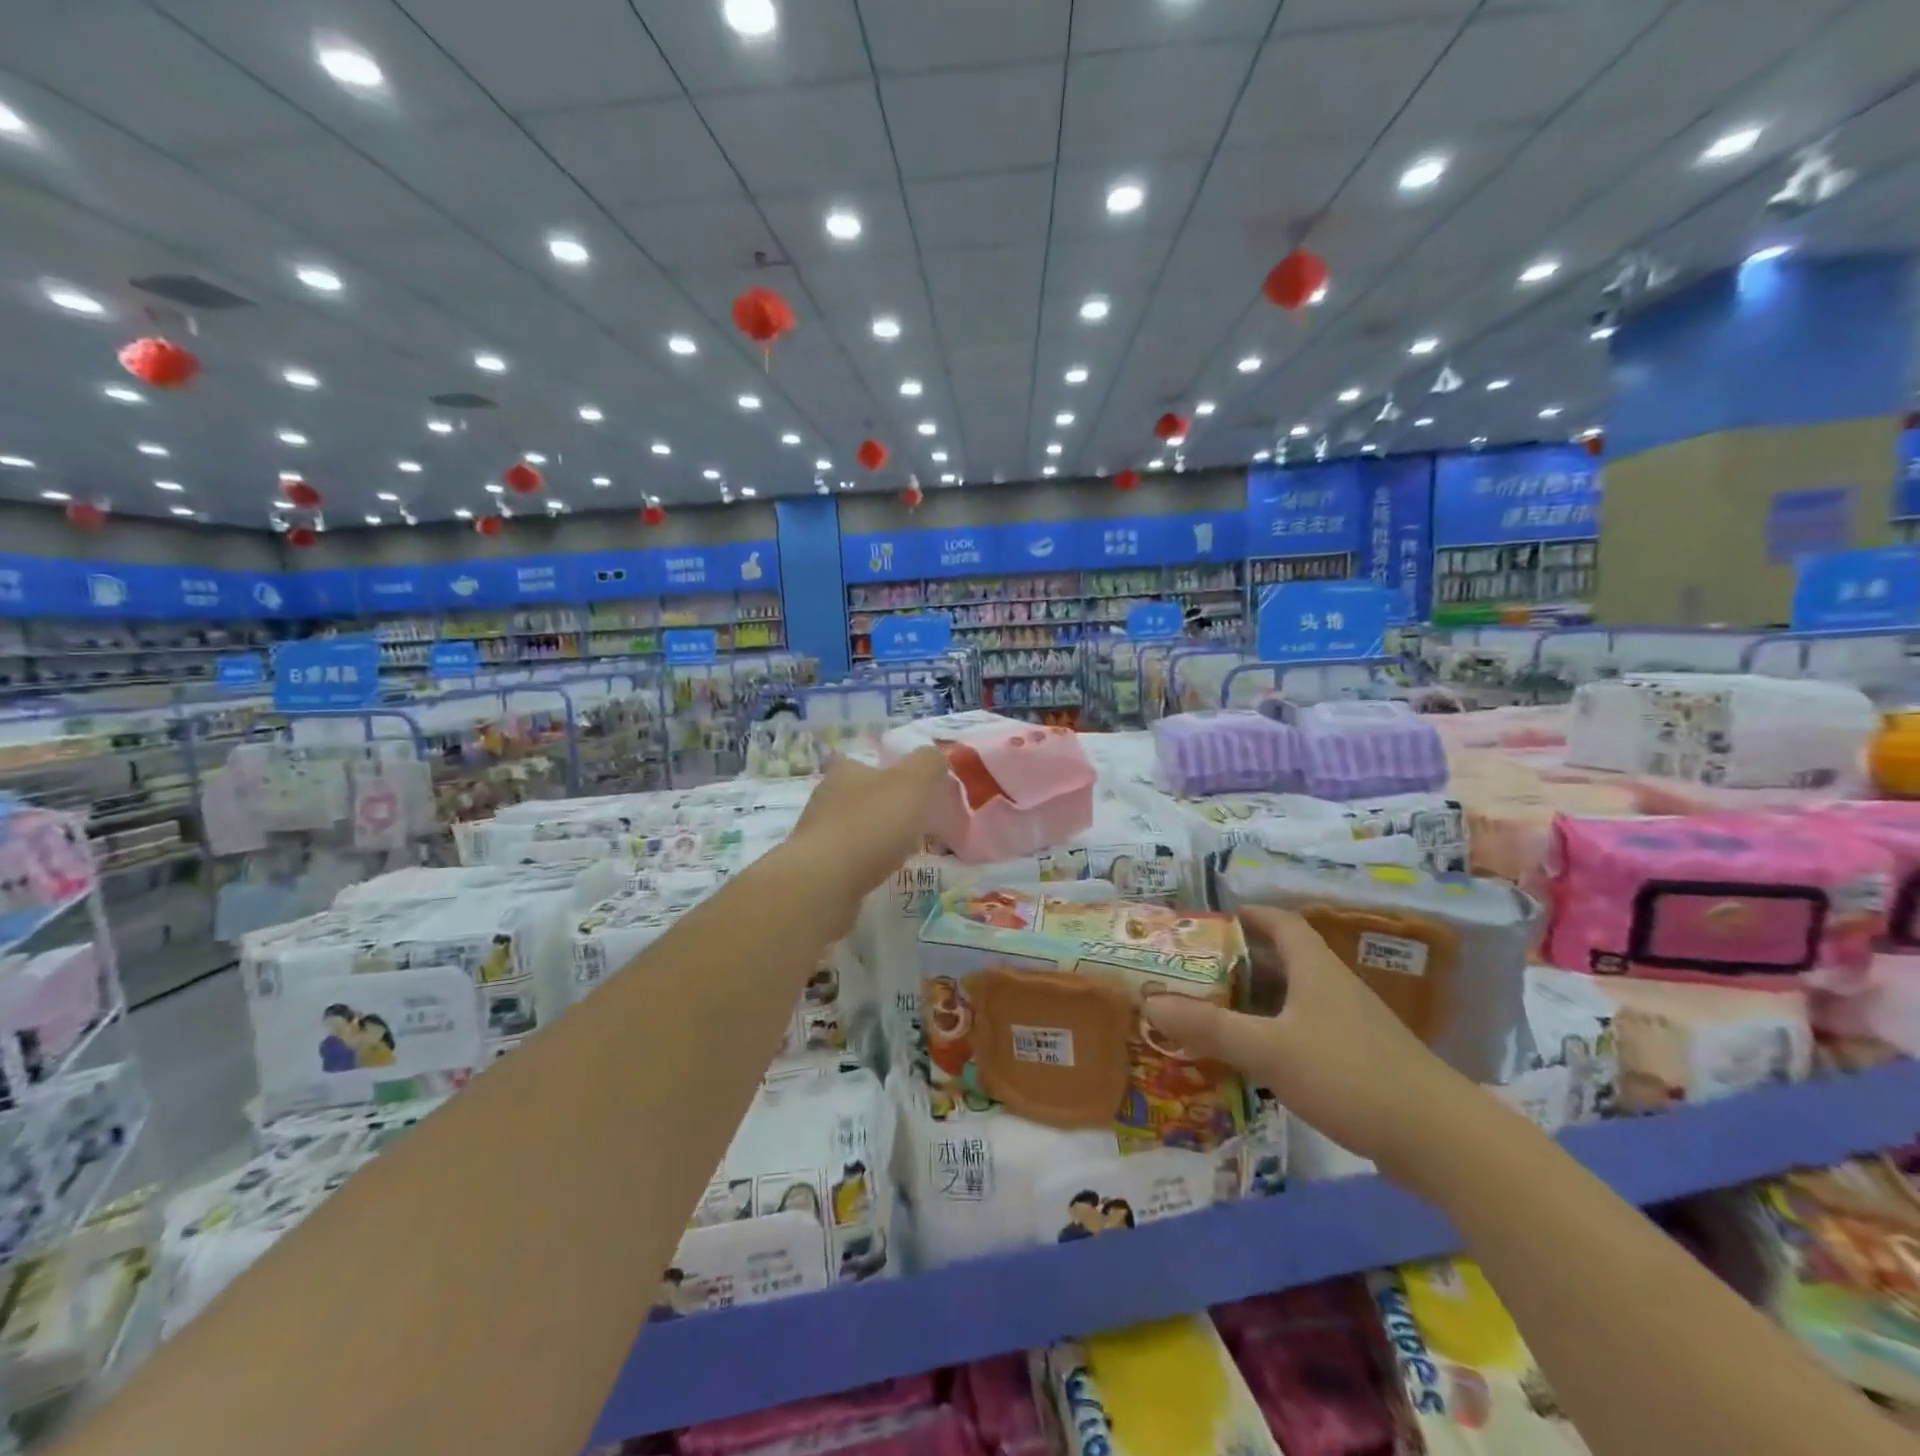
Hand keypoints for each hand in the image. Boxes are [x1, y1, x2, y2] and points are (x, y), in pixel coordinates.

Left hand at [785, 749, 949, 923]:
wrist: (825, 882)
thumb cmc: (871, 824)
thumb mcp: (912, 783)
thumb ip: (928, 764)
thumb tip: (934, 757)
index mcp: (845, 771)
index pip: (867, 762)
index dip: (892, 773)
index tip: (915, 791)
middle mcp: (826, 796)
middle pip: (861, 796)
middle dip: (887, 807)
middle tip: (916, 823)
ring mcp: (818, 833)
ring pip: (855, 828)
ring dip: (876, 837)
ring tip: (904, 852)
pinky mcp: (817, 867)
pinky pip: (848, 858)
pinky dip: (865, 863)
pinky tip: (881, 873)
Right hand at [1142, 906, 1473, 1180]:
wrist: (1440, 1139)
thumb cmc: (1349, 1074)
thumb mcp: (1269, 1049)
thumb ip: (1209, 1027)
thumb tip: (1151, 1002)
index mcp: (1315, 968)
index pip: (1280, 922)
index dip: (1248, 915)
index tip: (1211, 922)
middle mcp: (1333, 987)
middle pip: (1283, 959)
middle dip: (1240, 962)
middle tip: (1197, 972)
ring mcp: (1350, 1025)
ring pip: (1294, 999)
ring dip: (1256, 1001)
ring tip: (1214, 1012)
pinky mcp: (1360, 1060)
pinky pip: (1306, 1031)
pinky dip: (1276, 1033)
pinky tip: (1256, 1058)